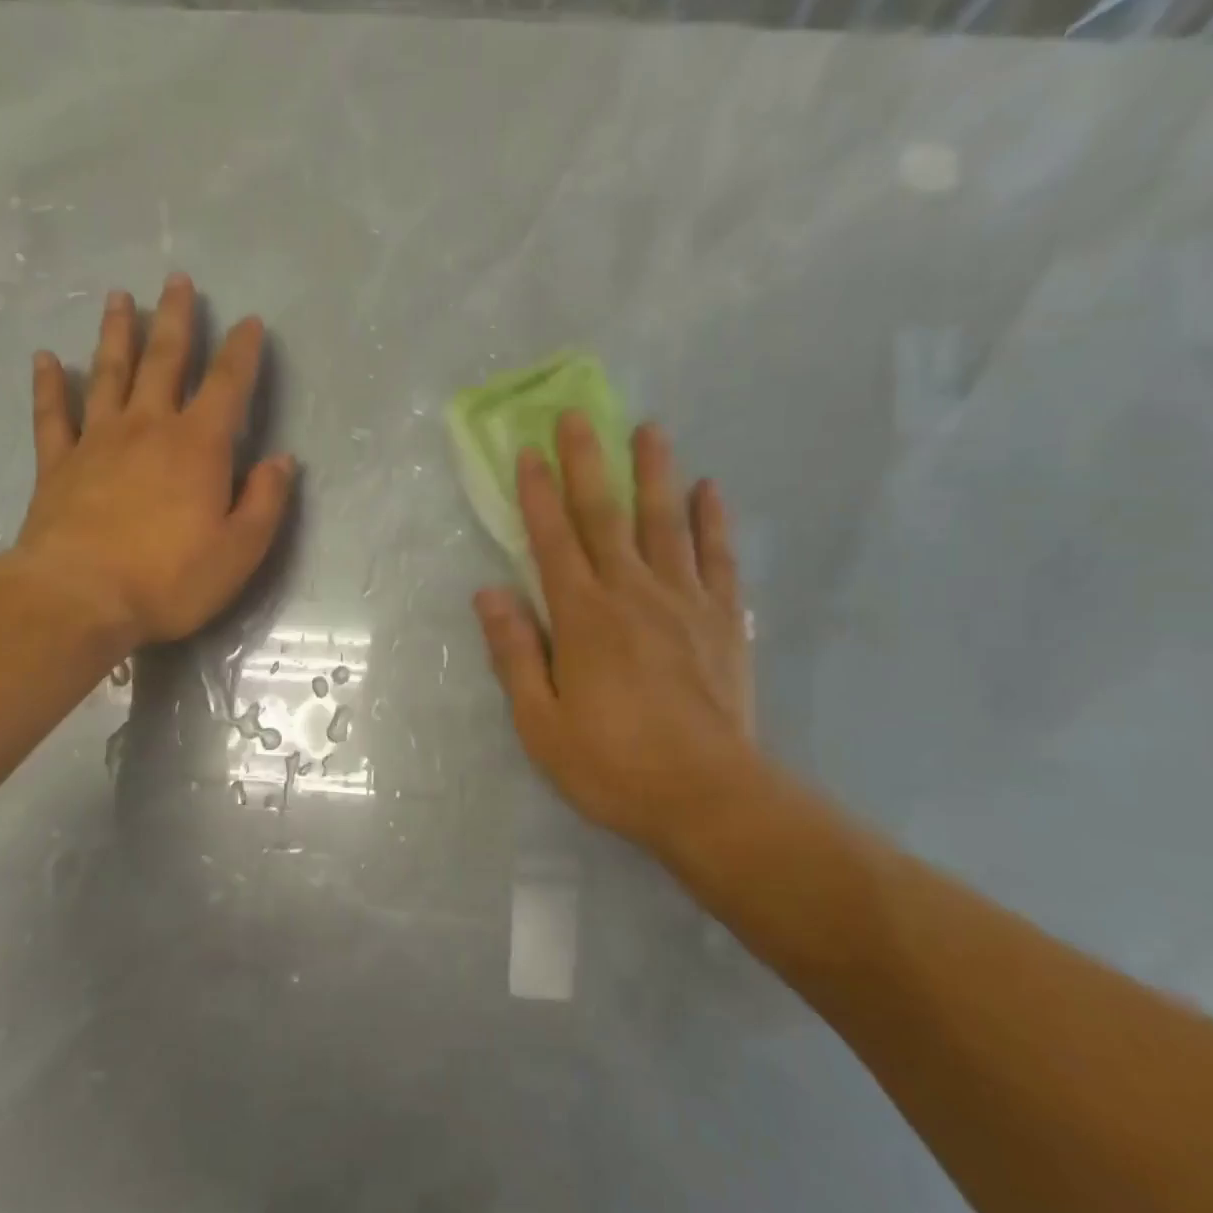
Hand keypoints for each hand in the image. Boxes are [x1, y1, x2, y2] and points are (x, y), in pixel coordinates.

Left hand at [10, 274, 294, 650]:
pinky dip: (48, 385)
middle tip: (177, 279)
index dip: (241, 351)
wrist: (80, 598)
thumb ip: (266, 501)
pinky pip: (52, 414)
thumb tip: (282, 460)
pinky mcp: (57, 465)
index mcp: (198, 446)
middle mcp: (148, 428)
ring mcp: (97, 441)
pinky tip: (46, 359)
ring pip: (108, 373)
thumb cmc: (171, 578)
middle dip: (175, 319)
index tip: (249, 321)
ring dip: (116, 333)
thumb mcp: (241, 550)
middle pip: (164, 361)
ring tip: (119, 298)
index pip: (227, 385)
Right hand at [473, 413, 759, 858]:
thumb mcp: (541, 722)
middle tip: (580, 414)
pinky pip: (719, 558)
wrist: (708, 797)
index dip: (538, 495)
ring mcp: (685, 602)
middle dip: (589, 462)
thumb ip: (514, 652)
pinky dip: (713, 521)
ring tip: (650, 429)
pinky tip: (710, 490)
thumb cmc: (612, 765)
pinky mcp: (724, 621)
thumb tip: (488, 593)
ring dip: (655, 473)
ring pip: (667, 522)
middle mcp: (632, 593)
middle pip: (607, 515)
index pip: (553, 541)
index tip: (528, 452)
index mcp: (583, 617)